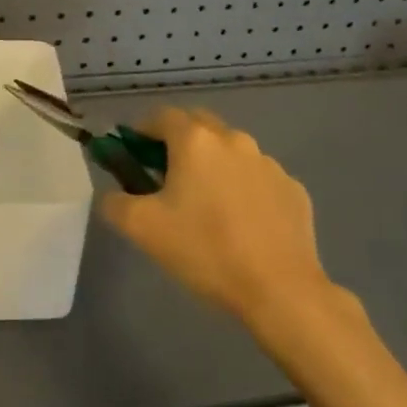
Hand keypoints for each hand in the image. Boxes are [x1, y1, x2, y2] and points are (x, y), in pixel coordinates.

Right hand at [101, 107, 339, 328]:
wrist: (280, 291)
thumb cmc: (205, 250)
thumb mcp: (141, 228)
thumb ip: (114, 202)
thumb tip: (112, 194)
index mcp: (195, 141)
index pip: (161, 116)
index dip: (141, 131)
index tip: (133, 156)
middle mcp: (234, 140)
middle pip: (198, 126)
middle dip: (178, 143)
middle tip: (165, 177)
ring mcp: (269, 163)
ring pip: (230, 152)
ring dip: (213, 166)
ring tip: (206, 206)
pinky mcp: (293, 189)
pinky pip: (257, 179)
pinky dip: (243, 189)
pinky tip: (241, 224)